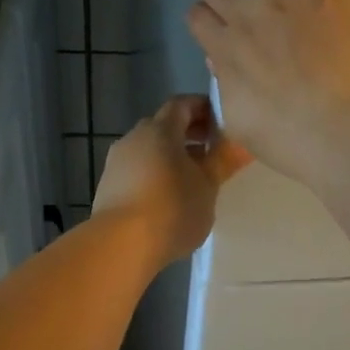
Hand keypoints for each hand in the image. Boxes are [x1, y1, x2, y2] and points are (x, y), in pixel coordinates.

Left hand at [93, 95, 250, 267]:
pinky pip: (136, 170)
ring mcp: (116, 162)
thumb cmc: (172, 208)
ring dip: (170, 156)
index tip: (223, 122)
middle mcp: (134, 137)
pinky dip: (154, 174)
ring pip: (148, 149)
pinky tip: (167, 197)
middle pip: (163, 126)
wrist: (120, 245)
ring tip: (193, 178)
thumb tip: (242, 143)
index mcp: (160, 129)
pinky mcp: (107, 186)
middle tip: (213, 150)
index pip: (182, 104)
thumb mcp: (207, 186)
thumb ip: (224, 161)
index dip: (203, 108)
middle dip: (189, 134)